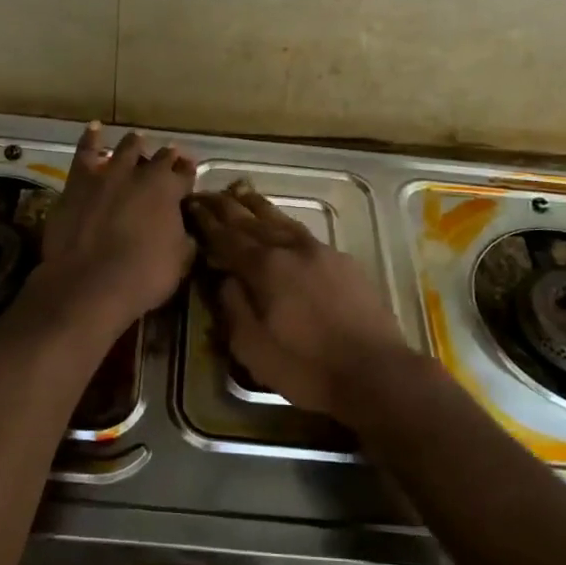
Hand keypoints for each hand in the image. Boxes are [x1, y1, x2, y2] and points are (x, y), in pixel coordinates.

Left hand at [37, 123, 196, 332]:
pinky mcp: (78, 183)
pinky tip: (94, 128)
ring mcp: (107, 175)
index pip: (184, 175)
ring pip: (124, 149)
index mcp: (169, 191)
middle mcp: (141, 175)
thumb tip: (186, 233)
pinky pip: (85, 152)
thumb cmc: (143, 277)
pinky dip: (91, 139)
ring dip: (133, 145)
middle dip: (165, 158)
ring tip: (137, 140)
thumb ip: (183, 239)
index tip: (189, 172)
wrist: (89, 283)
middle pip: (158, 159)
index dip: (188, 174)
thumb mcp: (178, 261)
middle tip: (168, 156)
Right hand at [185, 184, 410, 416]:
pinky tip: (282, 226)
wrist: (375, 371)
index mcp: (265, 268)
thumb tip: (222, 277)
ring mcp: (321, 252)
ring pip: (281, 220)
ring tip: (240, 193)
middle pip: (252, 221)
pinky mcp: (344, 262)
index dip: (206, 221)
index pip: (227, 237)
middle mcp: (292, 249)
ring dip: (257, 206)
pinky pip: (304, 233)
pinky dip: (284, 223)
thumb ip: (232, 306)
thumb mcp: (253, 348)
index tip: (190, 205)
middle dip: (226, 206)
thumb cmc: (306, 367)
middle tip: (206, 193)